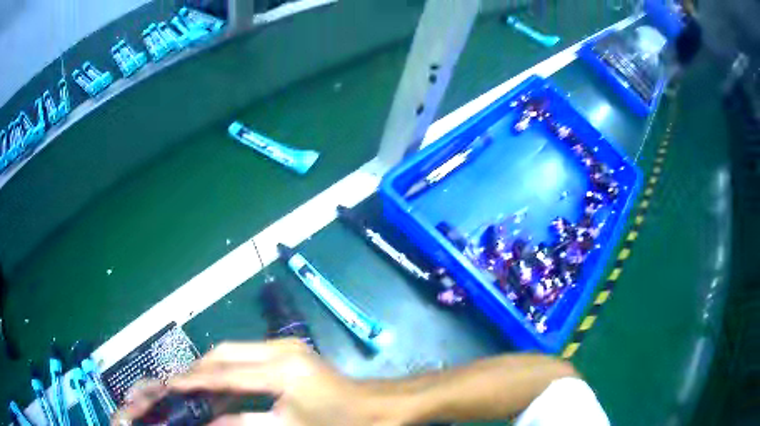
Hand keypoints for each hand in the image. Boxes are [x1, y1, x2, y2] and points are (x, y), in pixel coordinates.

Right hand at [113, 339, 399, 425]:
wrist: (377, 407)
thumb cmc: (338, 422)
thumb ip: (245, 423)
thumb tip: (209, 423)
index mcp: (280, 370)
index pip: (225, 373)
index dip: (195, 379)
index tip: (170, 384)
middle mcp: (278, 349)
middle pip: (224, 353)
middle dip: (199, 368)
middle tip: (178, 384)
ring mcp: (284, 345)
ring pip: (234, 351)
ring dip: (213, 367)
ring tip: (194, 385)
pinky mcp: (288, 349)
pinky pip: (248, 355)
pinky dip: (231, 368)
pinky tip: (223, 384)